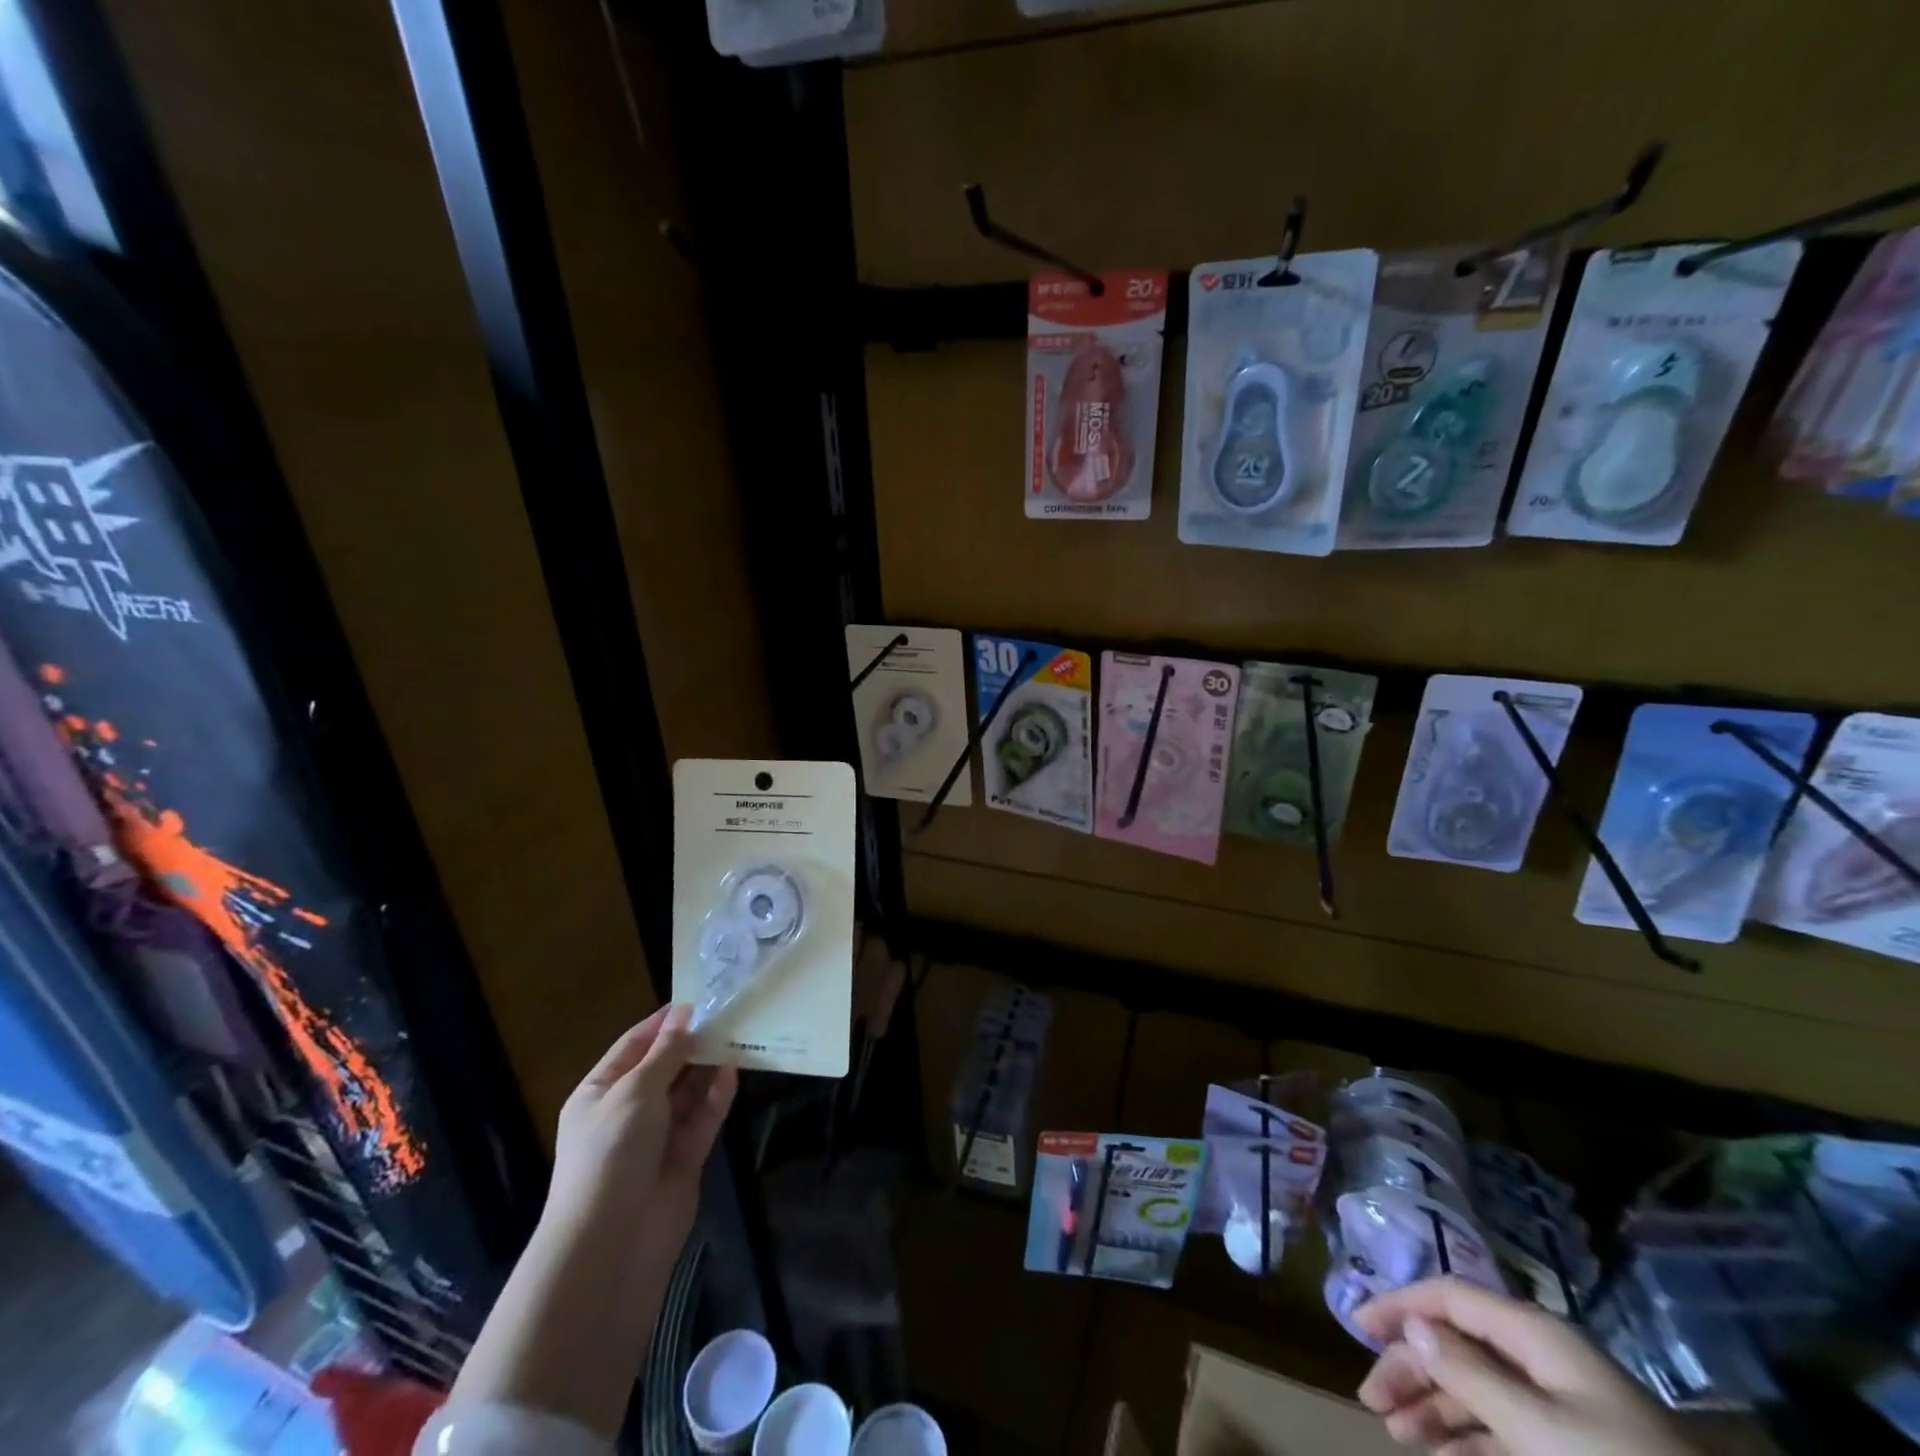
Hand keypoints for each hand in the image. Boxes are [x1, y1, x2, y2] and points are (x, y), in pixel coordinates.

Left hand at [549, 1003, 737, 1259]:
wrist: (611, 1243)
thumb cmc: (611, 1154)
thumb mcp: (634, 1092)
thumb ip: (665, 1053)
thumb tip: (684, 1015)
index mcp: (601, 1093)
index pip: (634, 1045)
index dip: (663, 1022)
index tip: (697, 999)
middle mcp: (628, 1111)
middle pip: (665, 1067)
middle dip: (692, 1042)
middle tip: (728, 1013)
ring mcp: (658, 1136)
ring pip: (688, 1091)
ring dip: (708, 1066)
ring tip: (737, 1035)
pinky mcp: (684, 1156)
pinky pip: (703, 1117)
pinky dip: (717, 1096)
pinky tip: (734, 1071)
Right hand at [1356, 1278, 1696, 1455]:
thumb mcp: (1540, 1429)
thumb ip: (1472, 1374)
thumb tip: (1413, 1326)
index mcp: (1534, 1334)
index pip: (1448, 1297)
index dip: (1399, 1305)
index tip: (1357, 1328)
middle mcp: (1540, 1358)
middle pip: (1457, 1344)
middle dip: (1411, 1368)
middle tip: (1372, 1402)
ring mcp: (1560, 1404)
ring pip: (1476, 1389)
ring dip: (1433, 1408)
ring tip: (1398, 1435)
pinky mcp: (1571, 1446)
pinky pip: (1502, 1429)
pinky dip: (1467, 1441)